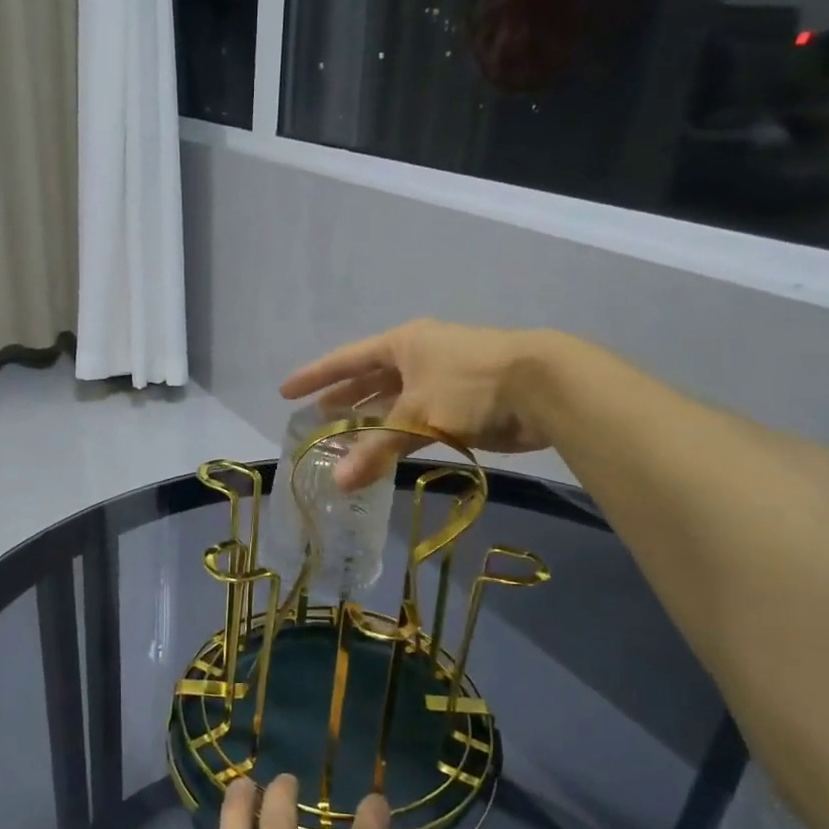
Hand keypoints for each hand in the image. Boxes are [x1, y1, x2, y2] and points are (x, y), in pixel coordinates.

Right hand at [280, 320, 558, 487]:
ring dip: (369, 422)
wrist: (541, 386)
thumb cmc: (470, 385)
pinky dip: (398, 437)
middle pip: (369, 379)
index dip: (315, 376)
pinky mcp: (459, 406)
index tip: (286, 391)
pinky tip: (382, 454)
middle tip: (315, 419)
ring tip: (341, 441)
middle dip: (342, 399)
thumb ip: (376, 450)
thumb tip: (339, 483)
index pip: (346, 359)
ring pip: (394, 403)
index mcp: (402, 344)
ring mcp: (439, 381)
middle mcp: (417, 358)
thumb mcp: (416, 415)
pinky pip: (416, 421)